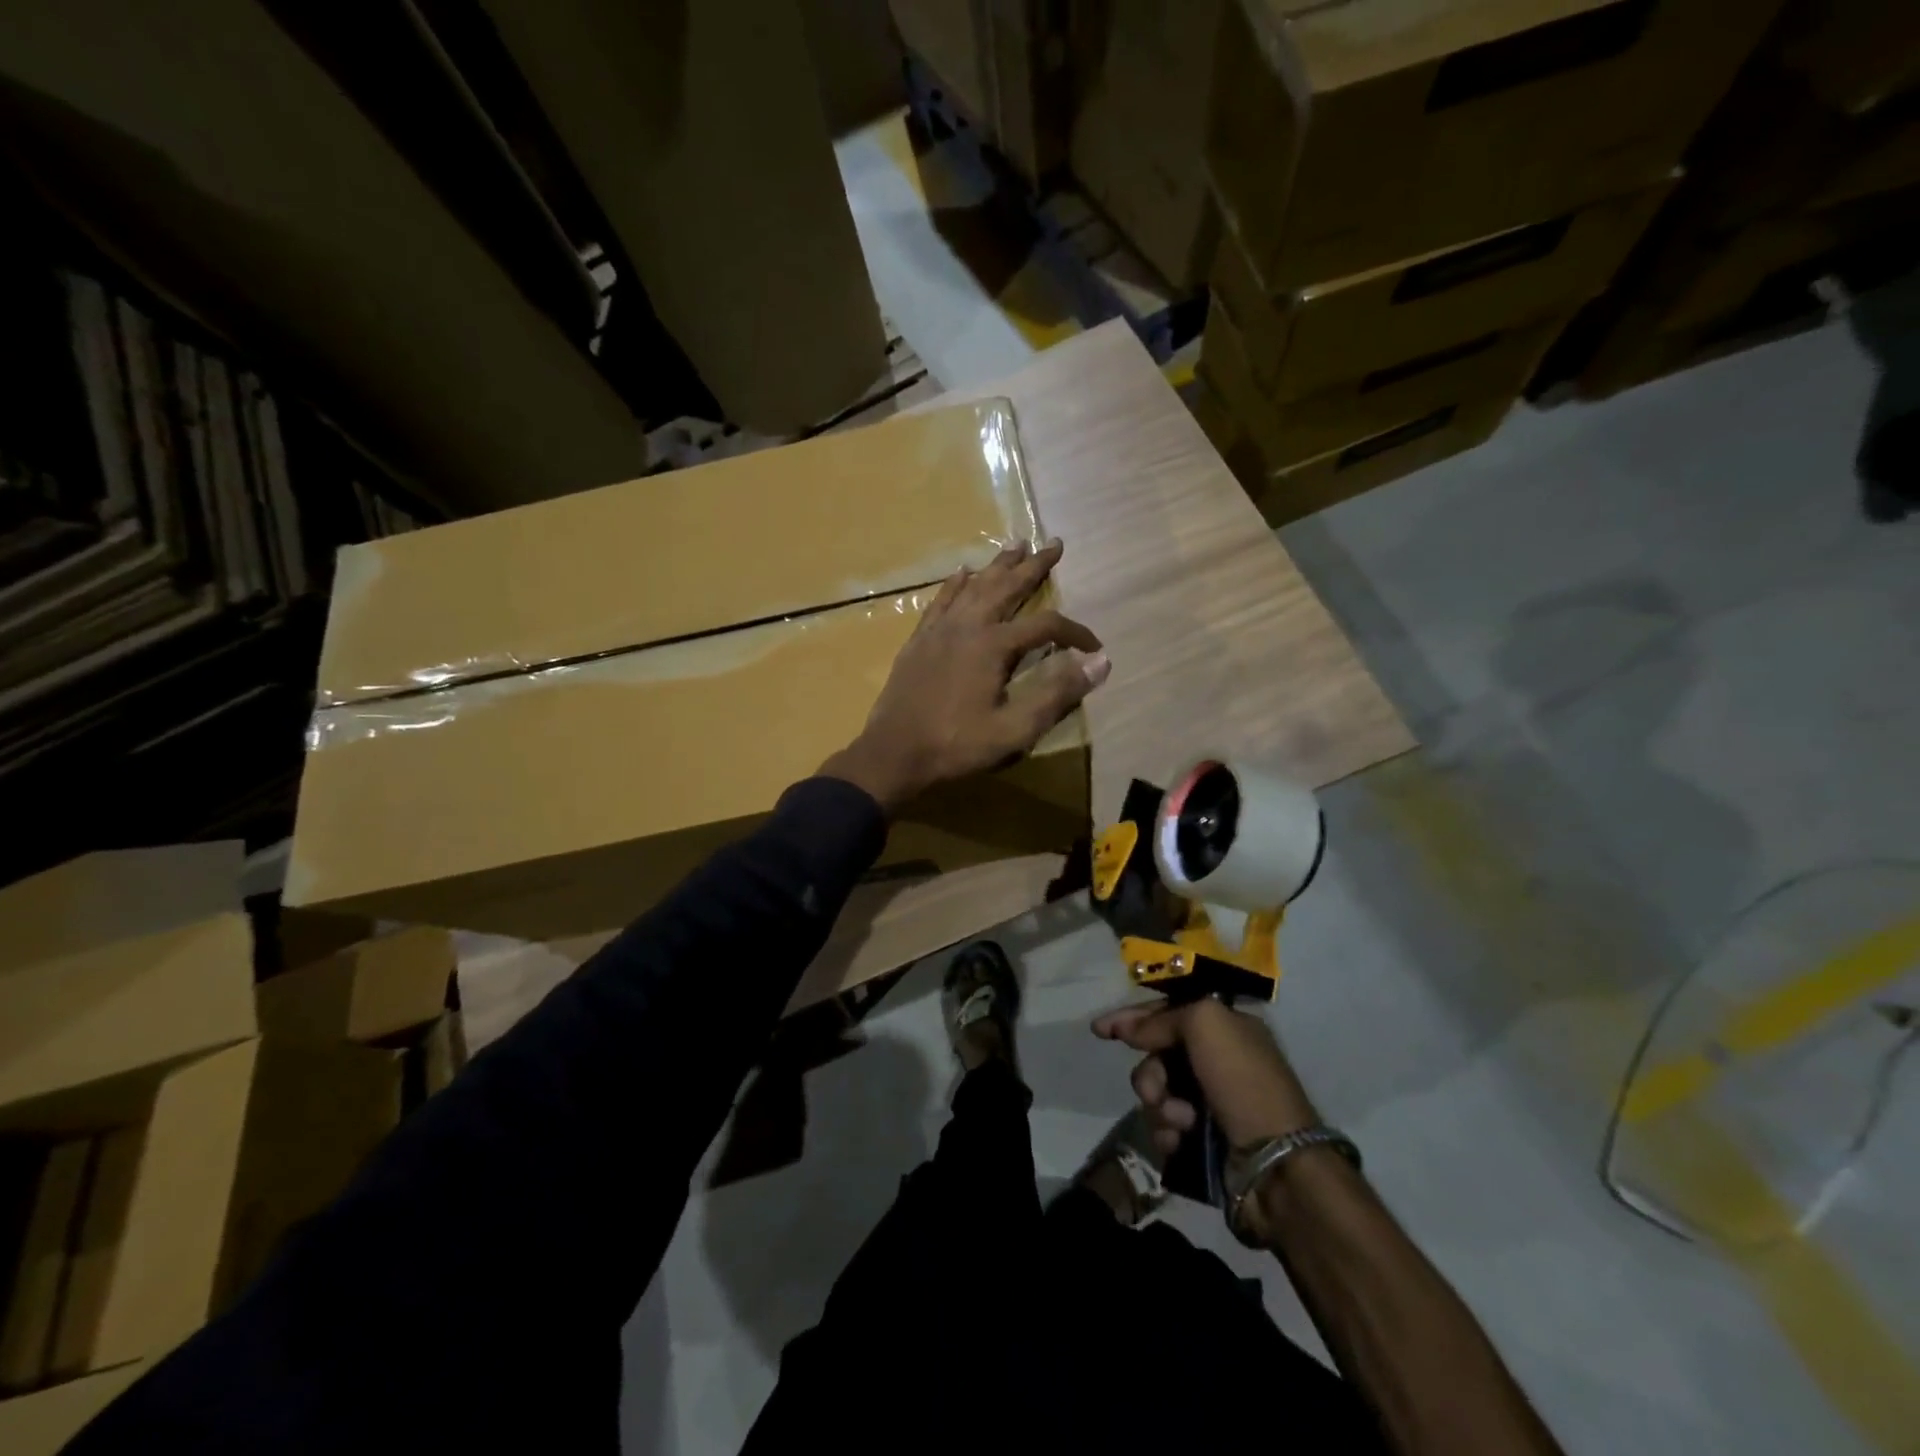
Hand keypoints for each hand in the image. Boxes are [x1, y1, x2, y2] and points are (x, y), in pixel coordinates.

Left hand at [821, 539, 1109, 813]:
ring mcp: (939, 630)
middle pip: (1007, 588)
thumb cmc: (957, 745)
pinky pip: (941, 601)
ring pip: (974, 587)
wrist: (894, 752)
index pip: (1045, 626)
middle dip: (1033, 566)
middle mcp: (967, 626)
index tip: (1094, 647)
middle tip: (1054, 544)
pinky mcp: (919, 640)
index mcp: (993, 646)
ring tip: (1015, 544)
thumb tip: (1100, 662)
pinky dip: (955, 584)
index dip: (1074, 633)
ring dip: (997, 566)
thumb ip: (1057, 694)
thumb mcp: (1015, 729)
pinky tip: (962, 572)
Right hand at [1093, 998, 1318, 1154]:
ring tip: (1181, 1122)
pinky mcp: (1201, 1139)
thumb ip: (1163, 1018)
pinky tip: (1179, 1141)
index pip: (1169, 1011)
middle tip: (1156, 1090)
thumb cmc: (1243, 1082)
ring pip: (1156, 1093)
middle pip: (1156, 1054)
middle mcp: (1217, 1061)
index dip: (1133, 1018)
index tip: (1100, 1030)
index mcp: (1226, 1028)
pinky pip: (1163, 1127)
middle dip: (1149, 1073)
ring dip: (1159, 1106)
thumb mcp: (1207, 1024)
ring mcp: (1209, 1102)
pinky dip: (1167, 1133)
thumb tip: (1132, 1031)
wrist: (1274, 1164)